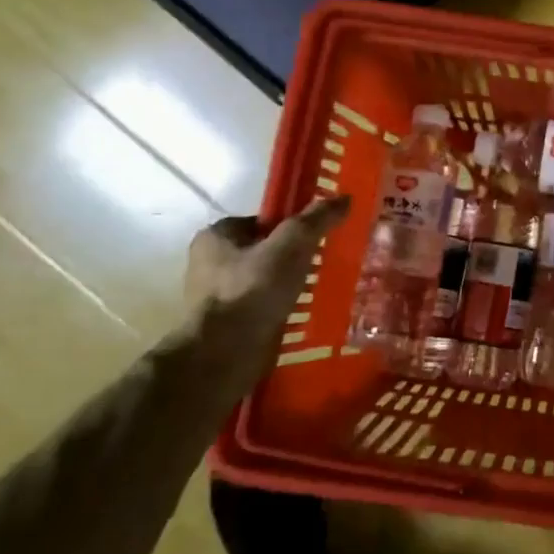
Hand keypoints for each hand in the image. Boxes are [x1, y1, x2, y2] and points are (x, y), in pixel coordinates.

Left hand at [184, 197, 350, 389]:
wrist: (222, 355)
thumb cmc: (252, 290)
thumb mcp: (292, 245)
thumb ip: (316, 220)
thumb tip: (344, 198)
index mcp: (216, 235)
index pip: (263, 220)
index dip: (292, 225)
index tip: (319, 237)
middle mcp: (209, 263)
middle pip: (265, 250)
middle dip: (293, 257)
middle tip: (325, 263)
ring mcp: (216, 297)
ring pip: (265, 281)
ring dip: (289, 285)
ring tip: (320, 290)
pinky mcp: (226, 325)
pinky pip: (262, 307)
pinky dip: (281, 308)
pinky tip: (304, 314)